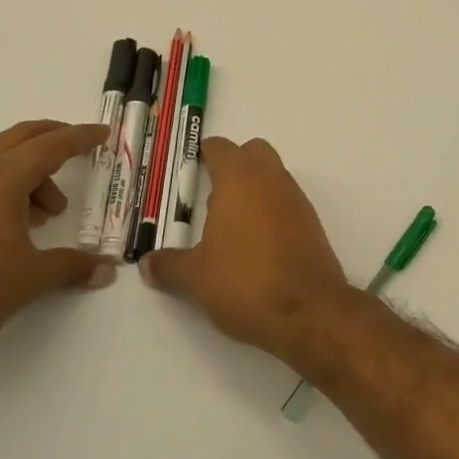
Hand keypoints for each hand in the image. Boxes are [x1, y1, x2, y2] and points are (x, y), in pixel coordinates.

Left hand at [0, 119, 114, 364]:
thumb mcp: (32, 278)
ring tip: (49, 213)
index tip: (104, 133)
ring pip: (2, 159)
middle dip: (55, 138)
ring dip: (32, 171)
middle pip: (23, 137)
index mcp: (4, 178)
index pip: (52, 145)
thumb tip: (107, 268)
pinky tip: (16, 224)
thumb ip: (73, 266)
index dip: (82, 138)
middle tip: (81, 149)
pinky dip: (9, 185)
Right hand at [141, 135, 353, 357]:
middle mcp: (270, 178)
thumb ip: (169, 265)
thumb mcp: (196, 277)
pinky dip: (270, 211)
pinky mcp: (311, 223)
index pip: (220, 147)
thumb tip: (146, 263)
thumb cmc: (245, 281)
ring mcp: (295, 198)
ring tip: (229, 227)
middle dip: (233, 166)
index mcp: (239, 177)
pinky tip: (255, 245)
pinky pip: (286, 202)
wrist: (308, 311)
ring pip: (272, 176)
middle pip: (252, 152)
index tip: (188, 170)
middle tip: (210, 198)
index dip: (202, 154)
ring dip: (252, 189)